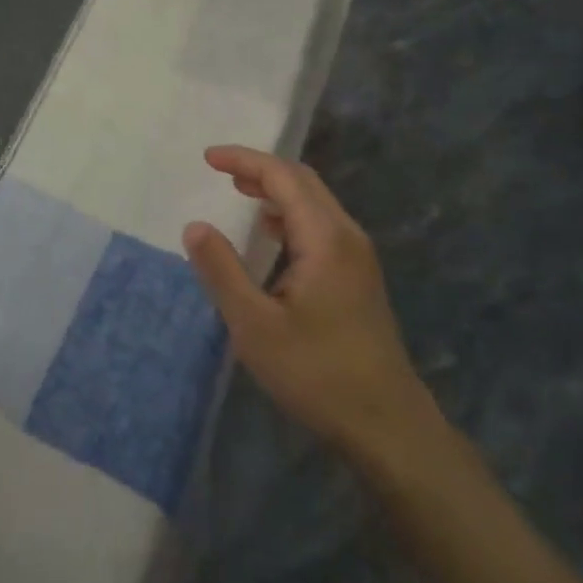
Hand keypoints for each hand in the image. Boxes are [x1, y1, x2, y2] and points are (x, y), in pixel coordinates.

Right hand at [184, 146, 441, 465]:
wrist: (387, 424)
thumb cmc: (316, 373)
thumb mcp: (254, 325)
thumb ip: (222, 270)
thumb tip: (195, 226)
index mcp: (325, 238)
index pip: (283, 177)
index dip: (244, 160)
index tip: (207, 158)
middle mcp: (347, 236)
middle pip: (304, 182)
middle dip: (261, 169)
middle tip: (221, 172)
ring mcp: (359, 257)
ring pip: (316, 203)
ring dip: (278, 191)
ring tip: (241, 194)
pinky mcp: (360, 278)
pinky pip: (322, 226)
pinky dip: (292, 216)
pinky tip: (273, 236)